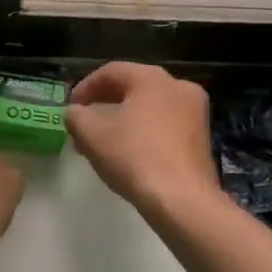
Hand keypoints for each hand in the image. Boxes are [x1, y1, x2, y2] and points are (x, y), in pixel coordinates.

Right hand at [67, 62, 223, 218]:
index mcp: (153, 79)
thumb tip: (75, 113)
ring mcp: (195, 113)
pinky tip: (128, 152)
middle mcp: (179, 87)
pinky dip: (143, 132)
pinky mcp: (201, 138)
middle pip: (133, 87)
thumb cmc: (134, 157)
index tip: (70, 106)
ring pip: (149, 108)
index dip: (85, 87)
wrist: (182, 200)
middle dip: (104, 103)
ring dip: (123, 119)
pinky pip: (165, 125)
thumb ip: (76, 116)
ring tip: (101, 141)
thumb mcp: (91, 134)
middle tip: (83, 121)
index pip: (111, 72)